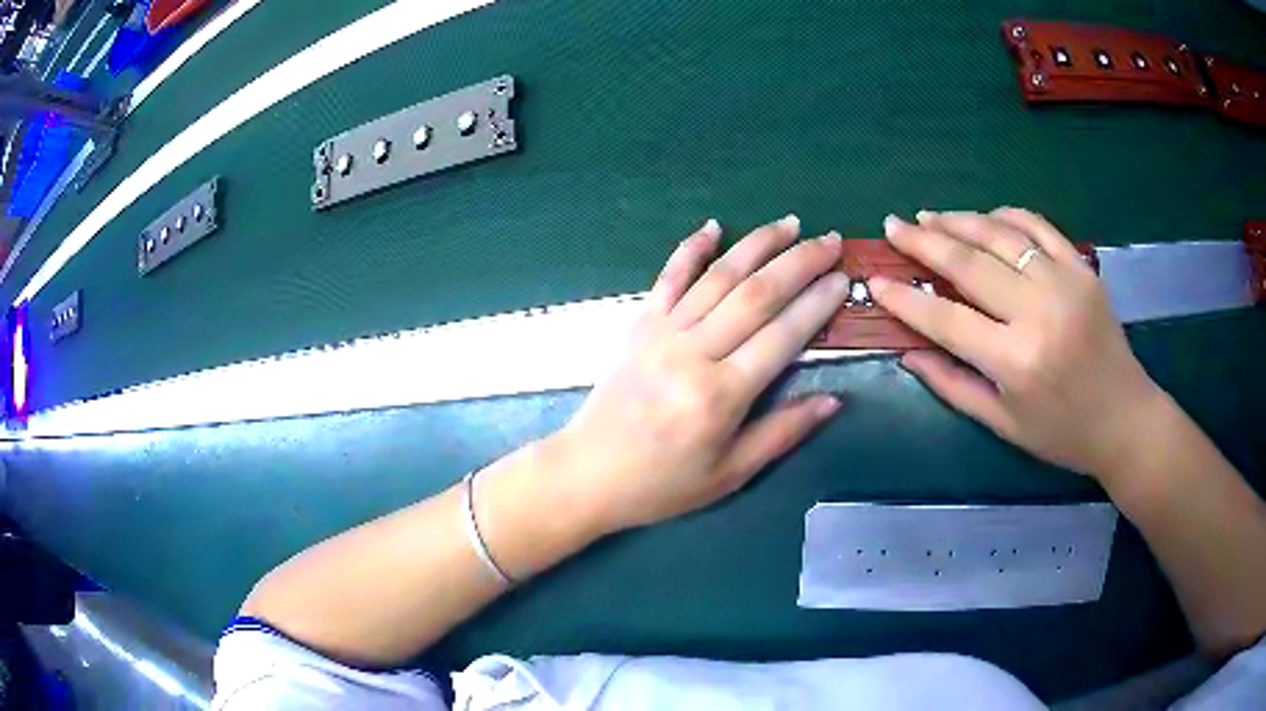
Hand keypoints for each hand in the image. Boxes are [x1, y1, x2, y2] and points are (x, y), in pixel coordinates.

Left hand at [552, 216, 848, 534]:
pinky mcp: (639, 325)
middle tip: (831, 241)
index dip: (817, 305)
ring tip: (791, 223)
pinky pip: (669, 277)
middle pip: (756, 294)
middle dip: (799, 262)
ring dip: (758, 244)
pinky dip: (691, 248)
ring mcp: (663, 333)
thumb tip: (834, 400)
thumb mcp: (730, 474)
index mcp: (721, 396)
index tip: (844, 280)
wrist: (587, 473)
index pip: (782, 336)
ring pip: (718, 276)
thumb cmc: (662, 484)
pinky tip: (714, 225)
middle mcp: (693, 354)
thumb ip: (783, 433)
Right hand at [870, 208, 1163, 478]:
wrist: (1125, 418)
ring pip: (1000, 234)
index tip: (876, 281)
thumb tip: (907, 352)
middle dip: (923, 241)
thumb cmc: (1062, 434)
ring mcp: (1064, 282)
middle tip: (892, 226)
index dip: (906, 298)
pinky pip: (1037, 225)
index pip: (946, 318)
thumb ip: (952, 386)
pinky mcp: (1082, 267)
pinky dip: (1005, 215)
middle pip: (969, 263)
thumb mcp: (1003, 424)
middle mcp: (1038, 312)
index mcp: (1015, 361)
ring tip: (929, 217)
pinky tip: (985, 217)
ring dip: (958, 220)